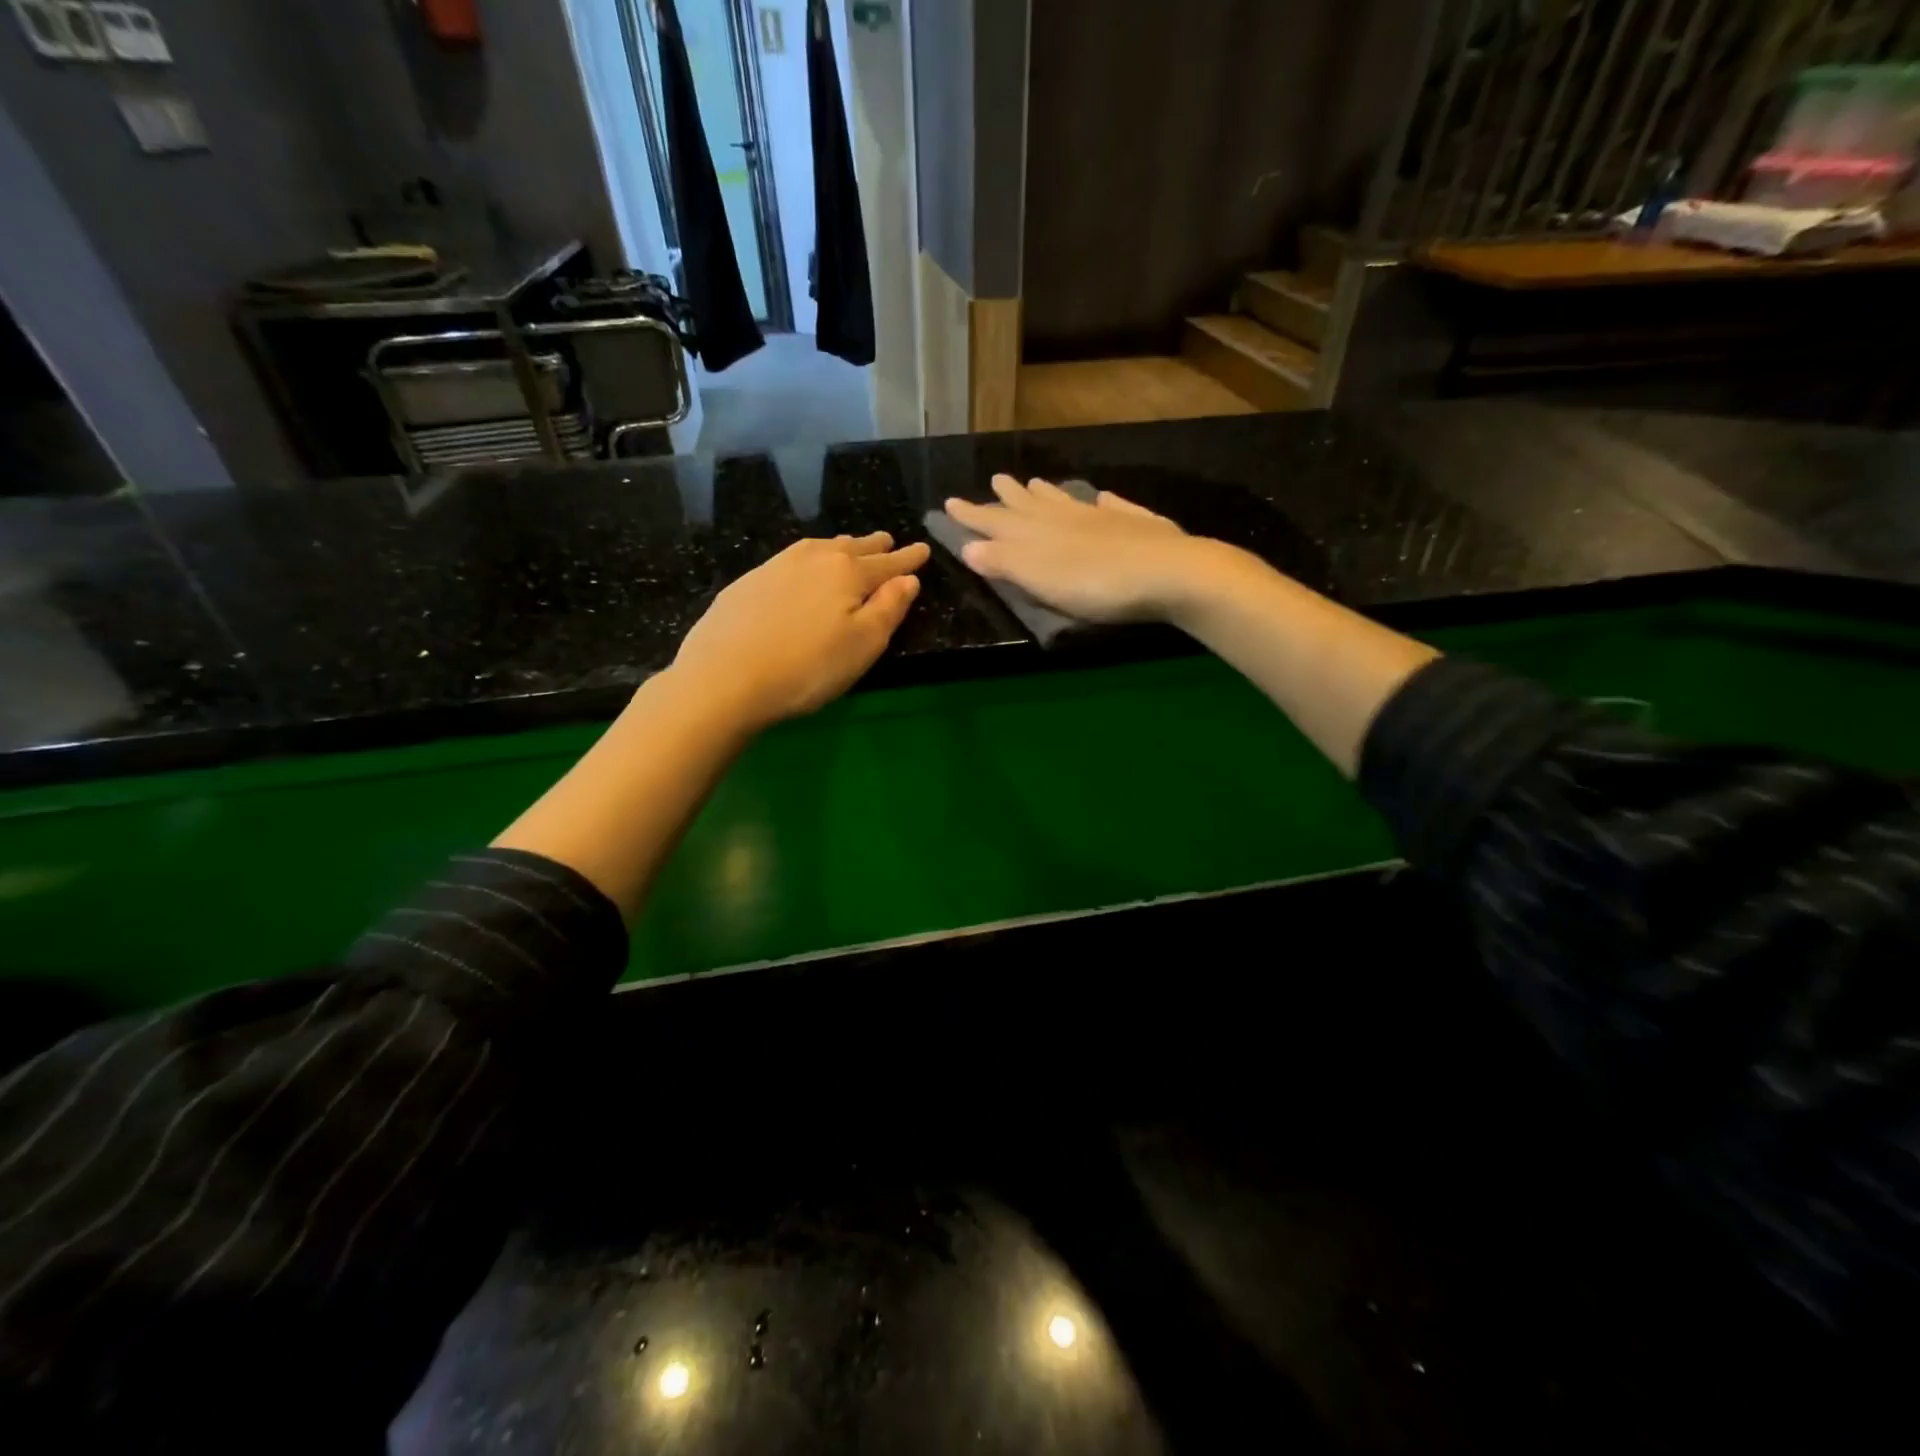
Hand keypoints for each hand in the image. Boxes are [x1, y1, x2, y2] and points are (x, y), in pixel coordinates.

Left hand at [671, 531, 929, 730]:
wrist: (724, 677)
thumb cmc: (807, 668)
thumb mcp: (863, 645)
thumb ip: (889, 609)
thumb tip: (908, 579)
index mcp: (848, 573)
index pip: (888, 563)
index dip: (908, 559)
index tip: (923, 549)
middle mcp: (814, 558)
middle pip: (853, 548)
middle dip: (875, 546)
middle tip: (888, 541)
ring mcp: (777, 565)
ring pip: (821, 548)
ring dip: (842, 546)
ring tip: (852, 546)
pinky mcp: (749, 580)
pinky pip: (793, 558)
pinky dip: (810, 558)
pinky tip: (804, 567)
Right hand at [943, 475, 1220, 622]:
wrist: (1168, 573)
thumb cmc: (1095, 584)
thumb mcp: (1040, 578)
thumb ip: (1005, 562)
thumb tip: (968, 546)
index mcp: (1039, 534)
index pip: (997, 522)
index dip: (973, 515)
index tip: (949, 502)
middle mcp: (1067, 518)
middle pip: (1031, 505)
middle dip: (1009, 497)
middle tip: (994, 480)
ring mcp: (1104, 518)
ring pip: (1067, 501)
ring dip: (1047, 493)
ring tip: (1033, 481)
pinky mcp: (1137, 525)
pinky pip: (1113, 506)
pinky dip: (1101, 501)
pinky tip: (1101, 497)